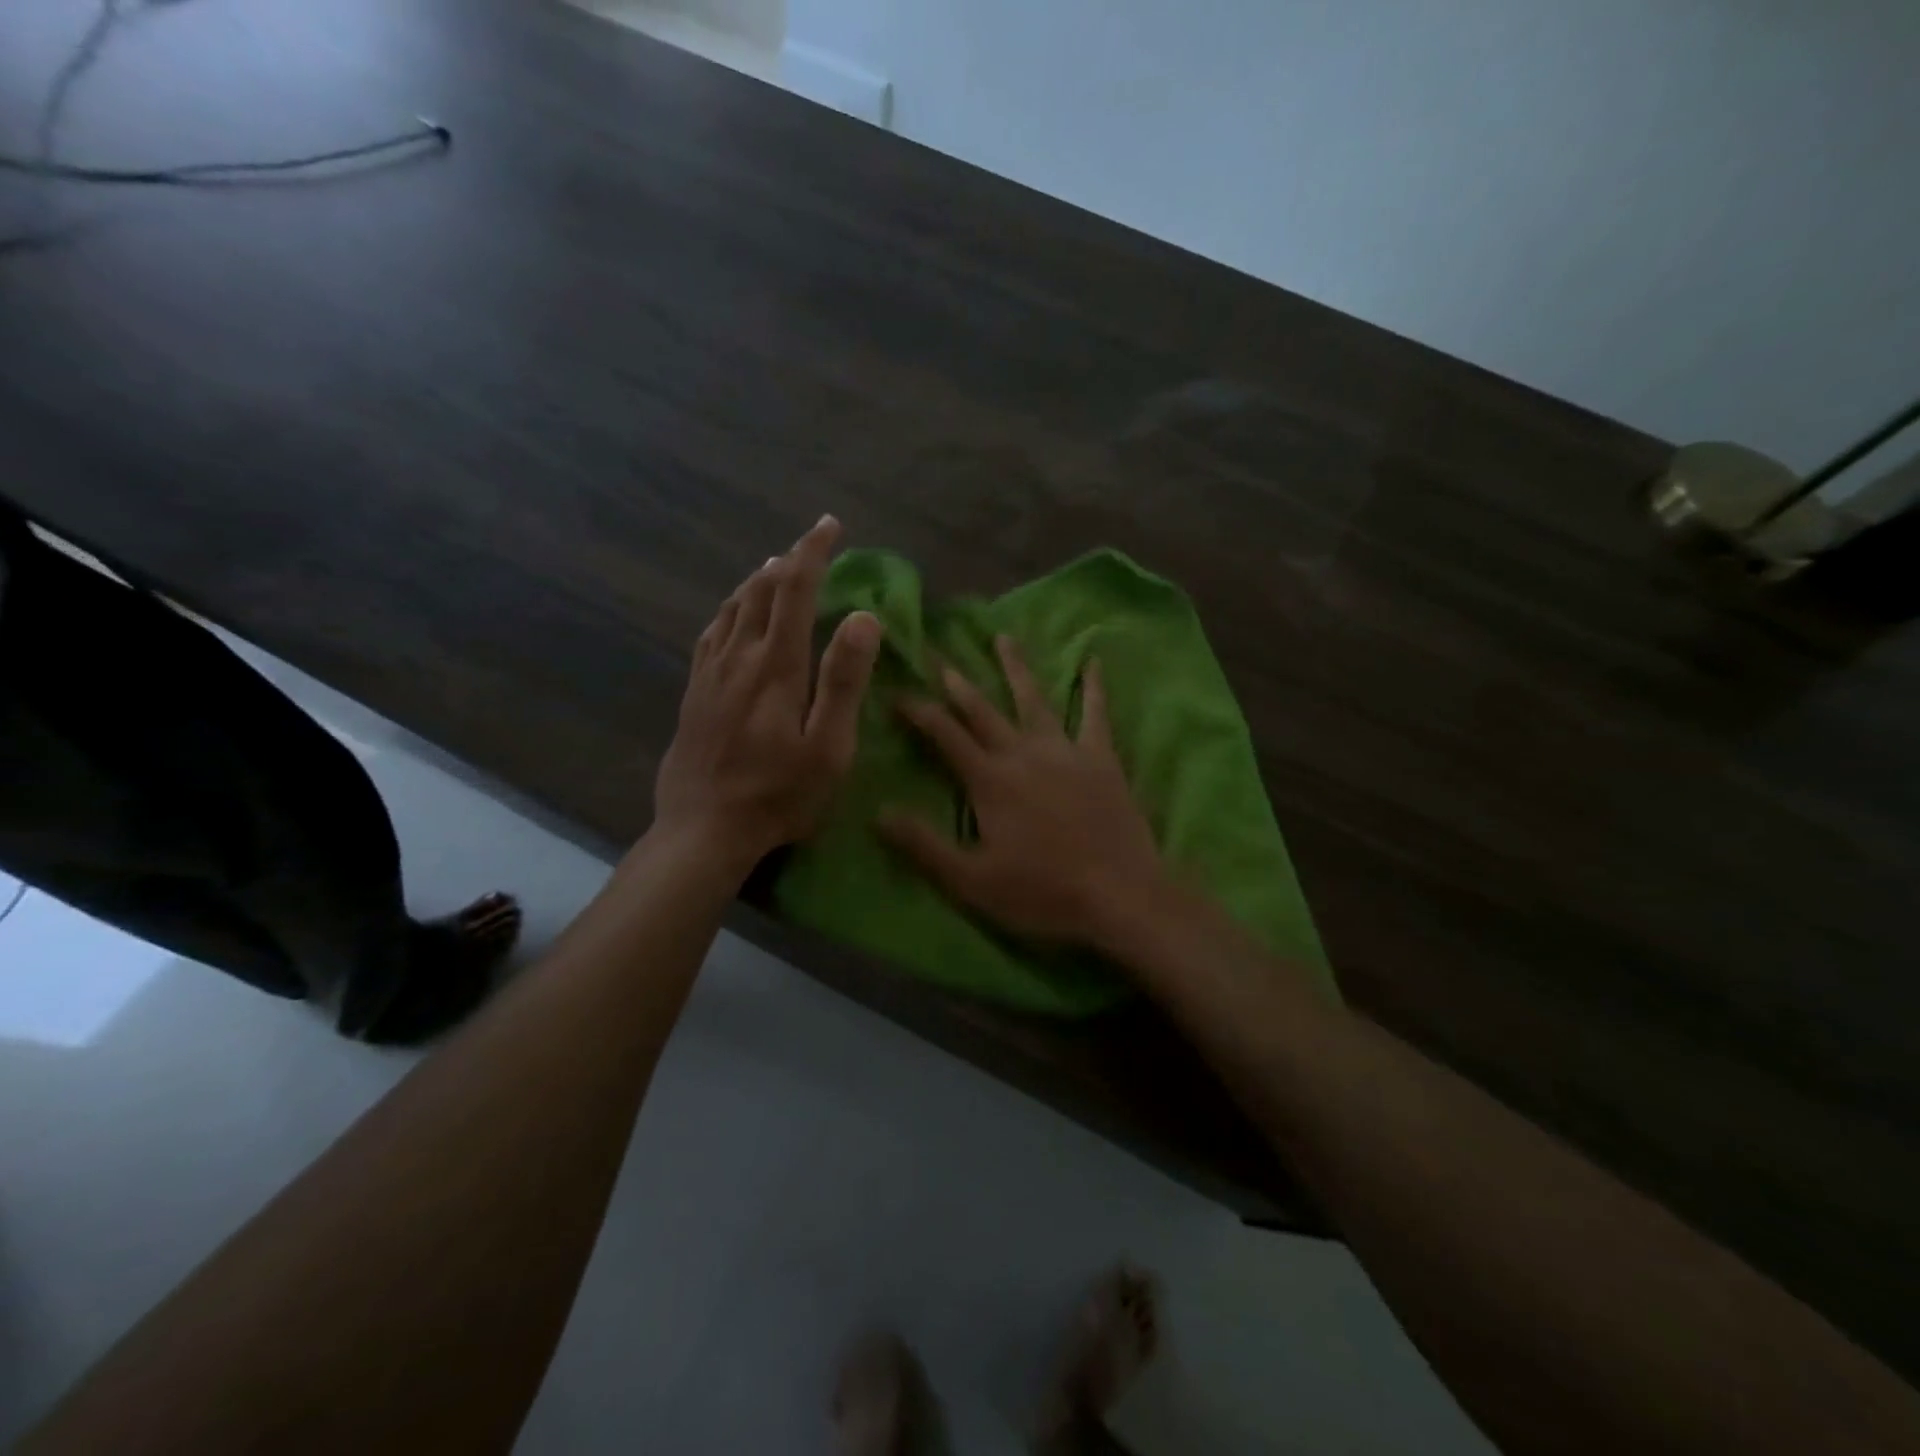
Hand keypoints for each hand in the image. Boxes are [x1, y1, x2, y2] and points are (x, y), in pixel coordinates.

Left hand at [653, 515, 882, 877]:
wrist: (702, 830)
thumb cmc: (778, 794)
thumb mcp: (828, 746)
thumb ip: (845, 680)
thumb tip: (863, 616)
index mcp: (777, 665)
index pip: (795, 590)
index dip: (813, 552)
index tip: (830, 525)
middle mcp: (739, 656)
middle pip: (762, 590)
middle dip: (790, 559)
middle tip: (812, 542)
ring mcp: (710, 673)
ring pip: (733, 607)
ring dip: (758, 580)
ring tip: (776, 568)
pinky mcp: (694, 692)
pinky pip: (711, 633)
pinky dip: (729, 609)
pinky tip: (733, 614)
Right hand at [877, 636, 1166, 949]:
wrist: (1119, 895)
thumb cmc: (1041, 893)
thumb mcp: (970, 881)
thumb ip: (923, 845)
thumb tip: (878, 811)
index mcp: (989, 780)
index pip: (944, 735)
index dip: (918, 711)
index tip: (897, 692)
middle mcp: (1023, 753)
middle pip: (983, 710)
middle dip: (957, 682)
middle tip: (938, 656)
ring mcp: (1065, 751)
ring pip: (1034, 699)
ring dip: (1016, 668)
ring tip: (1003, 638)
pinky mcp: (1101, 759)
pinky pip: (1096, 713)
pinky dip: (1093, 686)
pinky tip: (1093, 660)